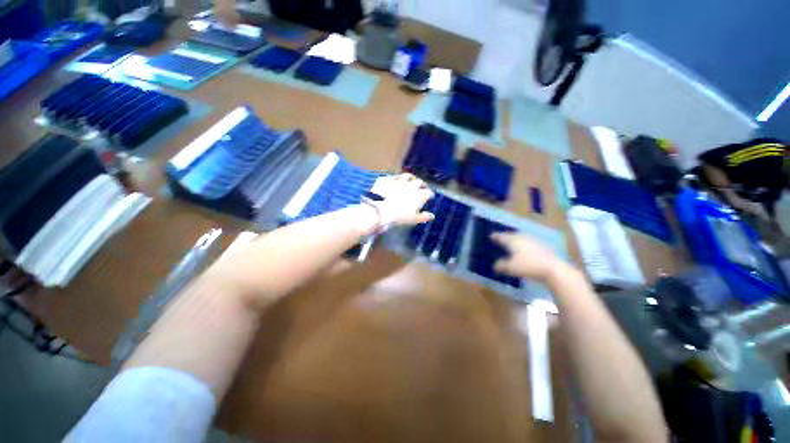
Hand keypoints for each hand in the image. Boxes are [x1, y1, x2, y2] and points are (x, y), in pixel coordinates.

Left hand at [368, 173, 434, 226]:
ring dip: (409, 178)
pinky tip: (394, 180)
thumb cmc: (399, 217)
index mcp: (419, 195)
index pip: (428, 192)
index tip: (430, 196)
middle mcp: (410, 185)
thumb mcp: (413, 219)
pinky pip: (392, 177)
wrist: (380, 210)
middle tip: (422, 187)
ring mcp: (398, 181)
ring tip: (410, 180)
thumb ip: (423, 217)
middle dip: (421, 184)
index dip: (429, 194)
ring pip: (406, 176)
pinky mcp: (387, 180)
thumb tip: (431, 216)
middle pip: (419, 182)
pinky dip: (394, 178)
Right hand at [491, 232, 571, 281]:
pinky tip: (526, 250)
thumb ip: (501, 265)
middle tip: (501, 238)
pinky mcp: (543, 247)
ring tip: (513, 243)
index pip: (501, 236)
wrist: (553, 269)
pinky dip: (525, 245)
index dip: (496, 236)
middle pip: (512, 235)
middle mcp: (523, 238)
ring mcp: (534, 241)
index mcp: (513, 241)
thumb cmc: (528, 266)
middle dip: (506, 236)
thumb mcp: (511, 268)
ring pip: (522, 238)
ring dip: (516, 240)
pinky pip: (530, 243)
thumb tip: (495, 265)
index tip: (491, 236)